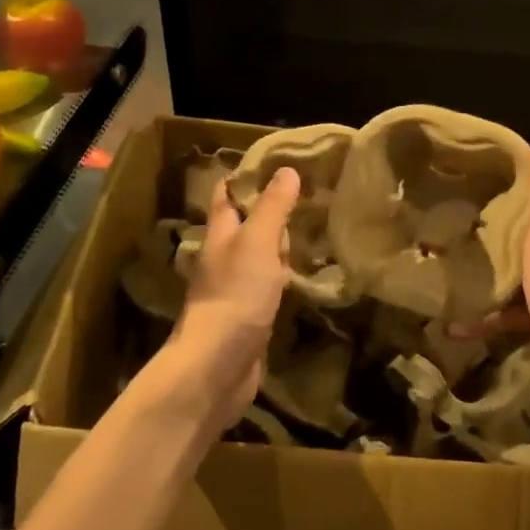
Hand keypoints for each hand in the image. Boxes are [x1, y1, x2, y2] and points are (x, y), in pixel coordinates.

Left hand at [146, 167, 300, 436]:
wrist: (218, 366)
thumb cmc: (236, 295)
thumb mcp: (258, 242)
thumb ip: (273, 207)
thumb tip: (286, 170)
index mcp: (219, 235)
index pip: (227, 196)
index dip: (245, 178)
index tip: (275, 163)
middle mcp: (223, 258)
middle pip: (245, 226)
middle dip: (269, 211)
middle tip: (306, 196)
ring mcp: (233, 289)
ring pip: (258, 257)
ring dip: (279, 246)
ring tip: (312, 232)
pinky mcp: (247, 316)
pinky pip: (267, 287)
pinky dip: (283, 279)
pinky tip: (303, 278)